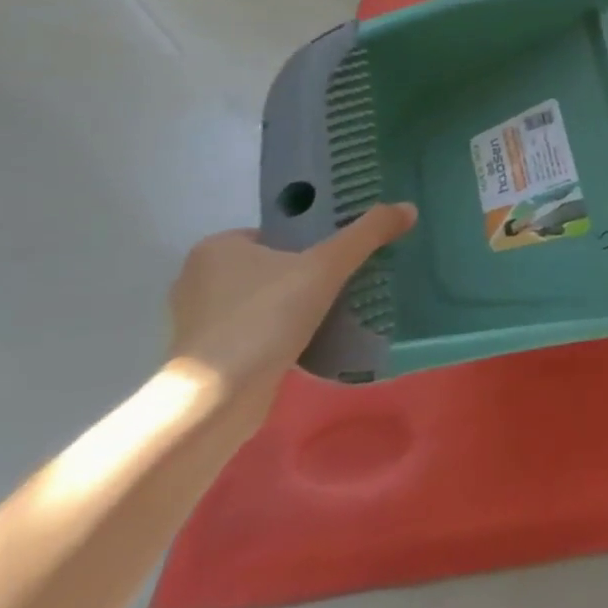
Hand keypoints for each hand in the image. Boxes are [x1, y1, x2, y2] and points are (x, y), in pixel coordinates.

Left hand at [166, 204, 416, 422]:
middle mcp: (198, 279)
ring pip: (263, 300)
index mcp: (217, 248)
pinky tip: (311, 339)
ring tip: (336, 308)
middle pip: (271, 265)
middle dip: (305, 273)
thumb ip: (368, 233)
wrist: (218, 399)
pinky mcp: (205, 358)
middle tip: (346, 278)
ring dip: (293, 305)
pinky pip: (254, 331)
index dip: (311, 239)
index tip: (342, 253)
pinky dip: (280, 332)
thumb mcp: (328, 265)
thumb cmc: (266, 316)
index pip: (276, 232)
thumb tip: (409, 207)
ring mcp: (198, 322)